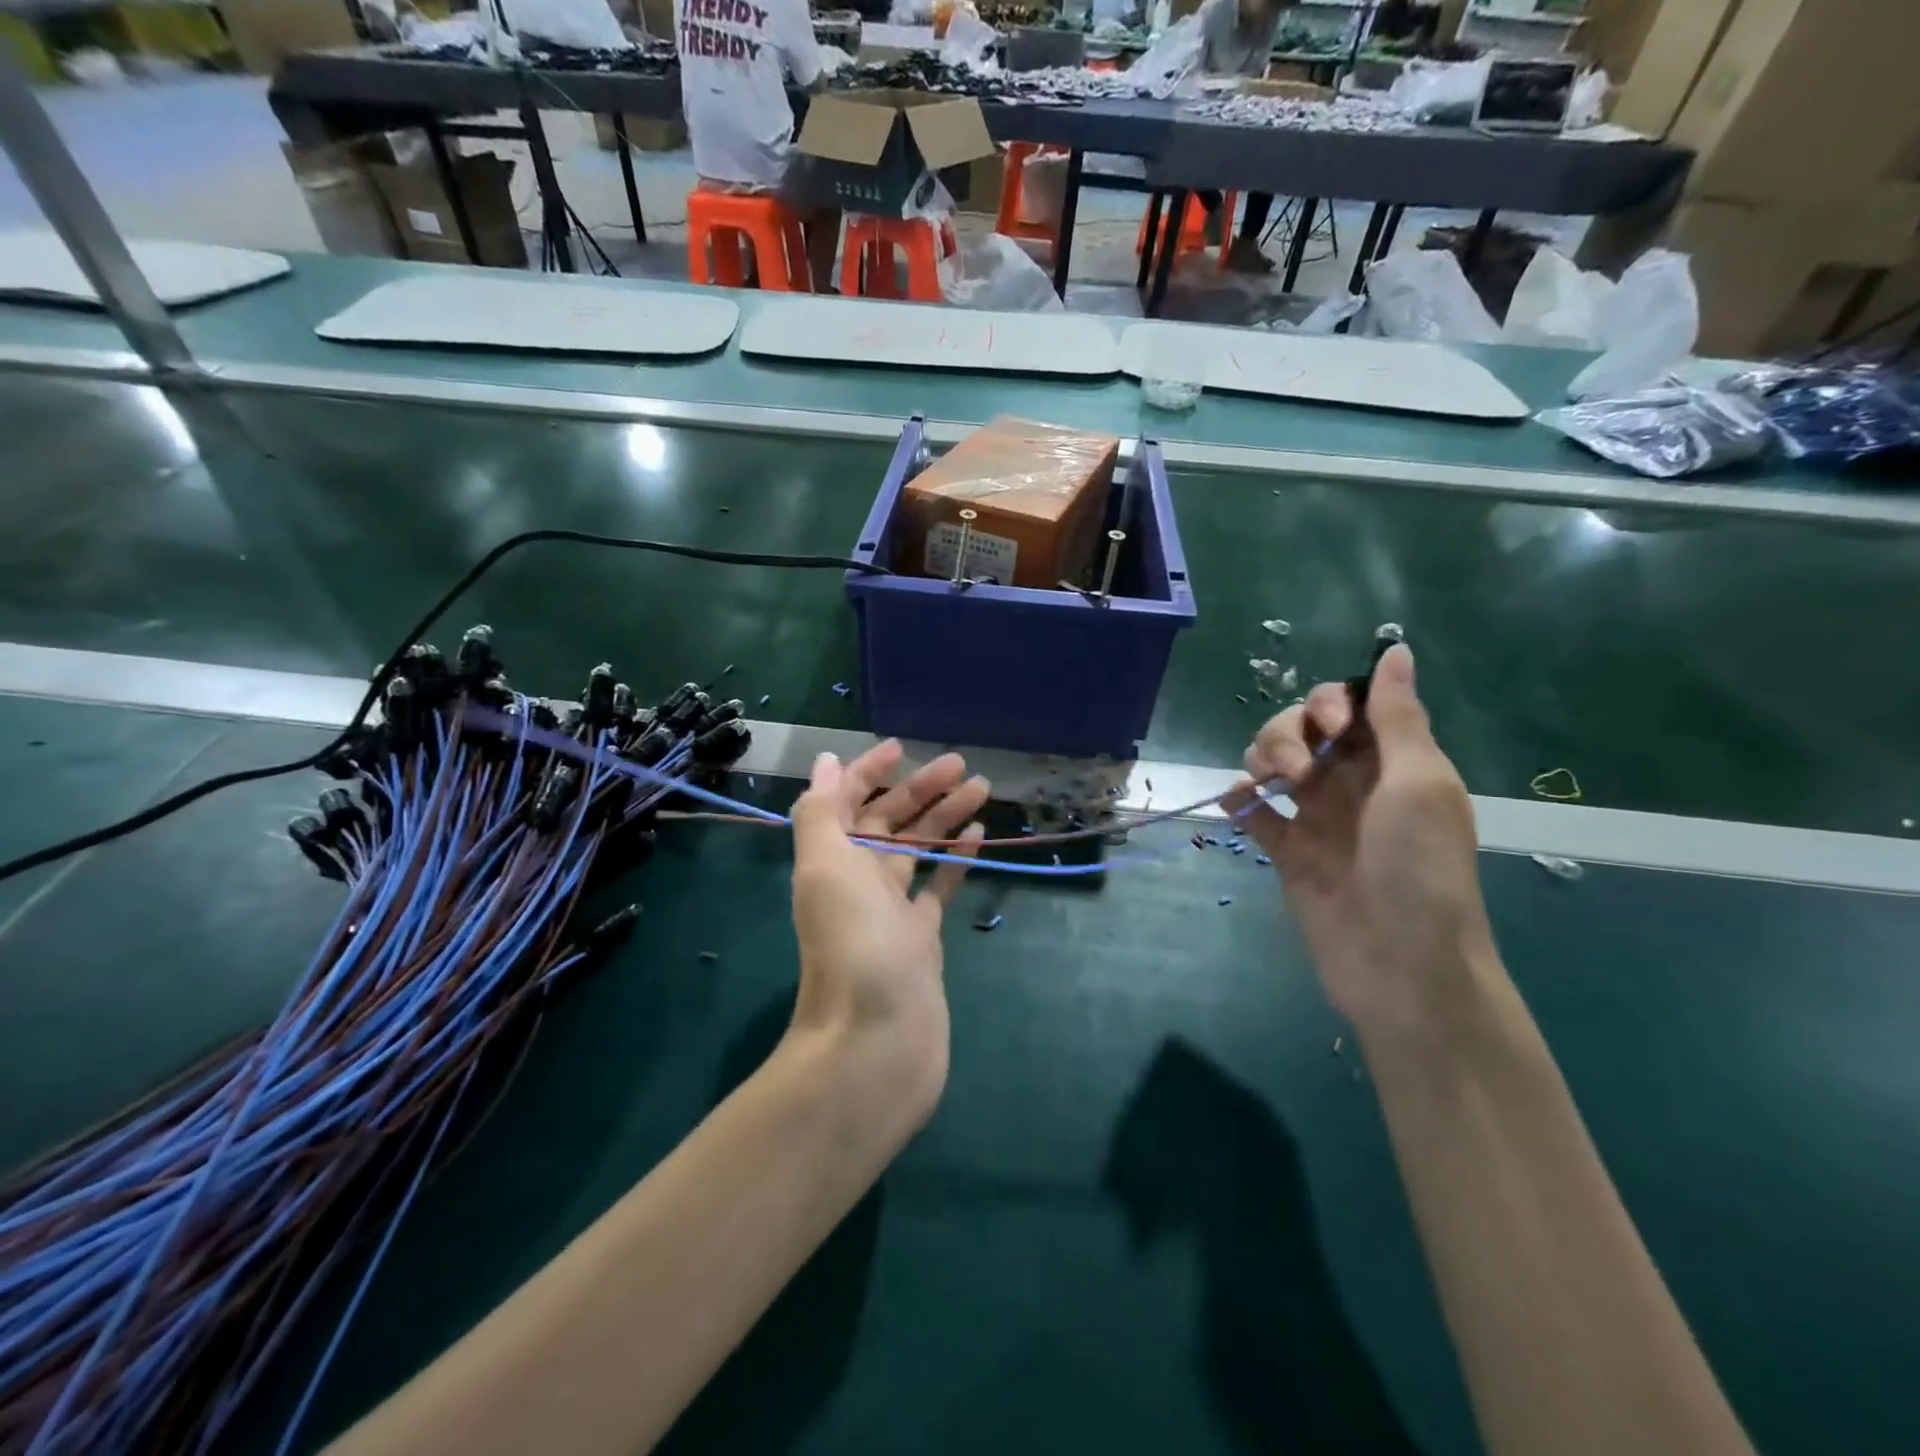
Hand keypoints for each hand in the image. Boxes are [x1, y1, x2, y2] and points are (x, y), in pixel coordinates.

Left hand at [787, 741, 988, 1127]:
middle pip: (888, 822)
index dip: (869, 771)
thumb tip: (827, 761)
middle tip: (962, 765)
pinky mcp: (922, 939)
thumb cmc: (854, 946)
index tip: (903, 748)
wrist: (877, 1043)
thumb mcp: (826, 868)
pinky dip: (954, 860)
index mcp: (830, 861)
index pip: (846, 802)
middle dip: (919, 789)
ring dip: (943, 818)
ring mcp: (891, 912)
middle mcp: (856, 881)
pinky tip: (977, 836)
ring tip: (982, 789)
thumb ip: (822, 812)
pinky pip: (938, 888)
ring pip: (918, 850)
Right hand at [1228, 645, 1496, 1036]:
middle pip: (1303, 729)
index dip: (1330, 703)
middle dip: (1287, 733)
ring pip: (1273, 764)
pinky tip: (1236, 806)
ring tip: (1265, 787)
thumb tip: (1395, 649)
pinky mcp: (1288, 853)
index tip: (1329, 727)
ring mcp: (1318, 819)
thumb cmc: (1420, 871)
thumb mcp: (1418, 784)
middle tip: (1294, 771)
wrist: (1402, 969)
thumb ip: (1399, 717)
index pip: (1351, 706)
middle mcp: (1353, 783)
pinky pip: (1254, 814)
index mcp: (1394, 762)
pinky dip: (1239, 802)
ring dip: (1260, 760)